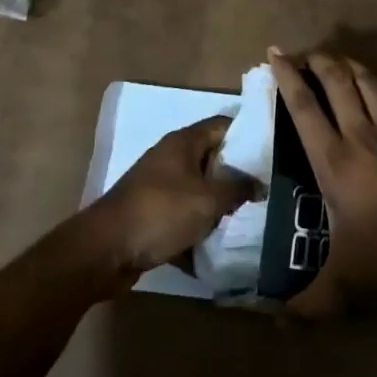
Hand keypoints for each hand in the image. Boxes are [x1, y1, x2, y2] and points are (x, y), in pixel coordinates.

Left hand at [87, 117, 255, 275]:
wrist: (105, 250)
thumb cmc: (159, 213)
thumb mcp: (206, 201)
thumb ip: (236, 189)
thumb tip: (259, 183)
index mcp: (183, 142)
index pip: (223, 125)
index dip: (248, 135)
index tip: (271, 153)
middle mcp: (171, 157)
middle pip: (212, 158)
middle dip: (236, 175)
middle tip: (265, 190)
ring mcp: (159, 185)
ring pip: (198, 189)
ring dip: (218, 204)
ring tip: (248, 218)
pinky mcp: (152, 213)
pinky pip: (183, 215)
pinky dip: (198, 227)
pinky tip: (218, 245)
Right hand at [268, 48, 376, 317]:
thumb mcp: (345, 283)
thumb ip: (307, 304)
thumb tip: (273, 322)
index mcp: (334, 161)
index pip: (304, 107)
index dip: (287, 77)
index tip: (275, 53)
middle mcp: (359, 134)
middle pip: (336, 82)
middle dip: (318, 61)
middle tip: (304, 53)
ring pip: (367, 83)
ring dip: (349, 64)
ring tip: (335, 57)